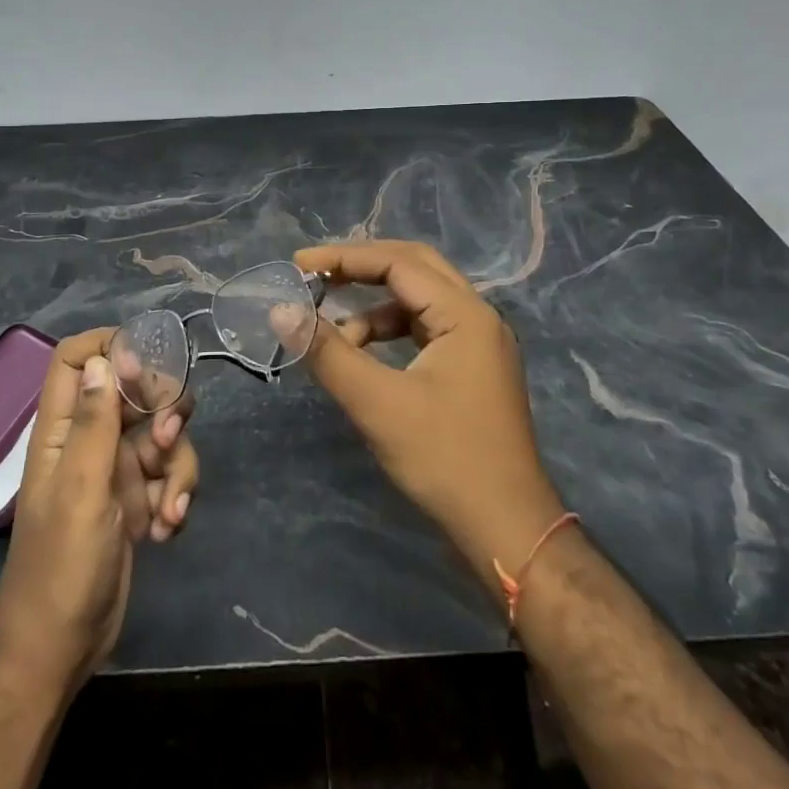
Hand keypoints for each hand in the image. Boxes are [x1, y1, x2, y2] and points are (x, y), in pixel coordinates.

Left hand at [0, 328, 198, 693]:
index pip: (76, 359)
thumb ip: (95, 421)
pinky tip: (166, 529)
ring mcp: (116, 469)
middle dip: (163, 411)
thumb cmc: (62, 566)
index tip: (146, 366)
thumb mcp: (81, 488)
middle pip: (136, 390)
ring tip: (168, 508)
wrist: (61, 648)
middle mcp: (90, 440)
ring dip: (177, 465)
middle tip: (167, 438)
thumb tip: (106, 356)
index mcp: (63, 429)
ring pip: (163, 433)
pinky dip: (176, 495)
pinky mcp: (138, 498)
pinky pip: (170, 473)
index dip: (110, 347)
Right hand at [292, 241, 565, 591]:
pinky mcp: (472, 369)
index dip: (344, 258)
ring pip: (419, 301)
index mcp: (465, 313)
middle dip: (362, 269)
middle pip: (414, 268)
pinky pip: (425, 330)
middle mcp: (477, 317)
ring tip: (336, 334)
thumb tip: (281, 310)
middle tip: (316, 277)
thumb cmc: (445, 459)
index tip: (298, 264)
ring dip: (375, 307)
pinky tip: (364, 357)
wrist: (507, 530)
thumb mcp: (377, 403)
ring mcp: (479, 344)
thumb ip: (327, 351)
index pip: (398, 263)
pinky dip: (390, 333)